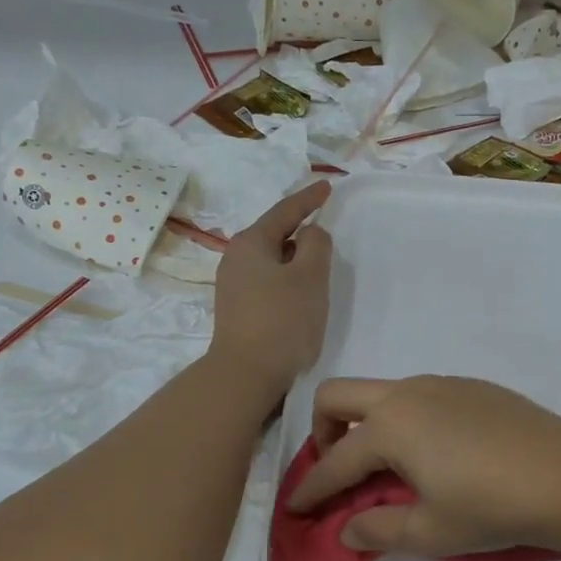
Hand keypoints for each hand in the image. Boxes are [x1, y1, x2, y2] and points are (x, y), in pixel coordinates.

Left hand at [208, 180, 332, 395]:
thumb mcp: (310, 276)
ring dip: (295, 258)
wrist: (247, 373)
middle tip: (324, 226)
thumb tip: (311, 233)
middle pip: (275, 234)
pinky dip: (287, 278)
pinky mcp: (238, 309)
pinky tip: (300, 292)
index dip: (309, 198)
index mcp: (251, 243)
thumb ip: (316, 245)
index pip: (285, 211)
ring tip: (318, 263)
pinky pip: (268, 280)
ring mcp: (233, 285)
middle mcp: (236, 258)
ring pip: (272, 260)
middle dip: (300, 229)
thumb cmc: (283, 320)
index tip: (328, 186)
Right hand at [286, 376, 560, 556]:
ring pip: (381, 391)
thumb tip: (346, 527)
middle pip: (338, 396)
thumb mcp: (431, 531)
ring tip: (386, 465)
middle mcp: (408, 394)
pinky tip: (433, 451)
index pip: (334, 461)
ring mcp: (442, 383)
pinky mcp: (471, 386)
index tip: (295, 508)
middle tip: (337, 470)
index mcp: (390, 427)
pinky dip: (404, 418)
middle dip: (322, 431)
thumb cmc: (493, 506)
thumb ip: (379, 528)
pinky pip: (418, 394)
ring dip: (366, 422)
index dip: (310, 488)